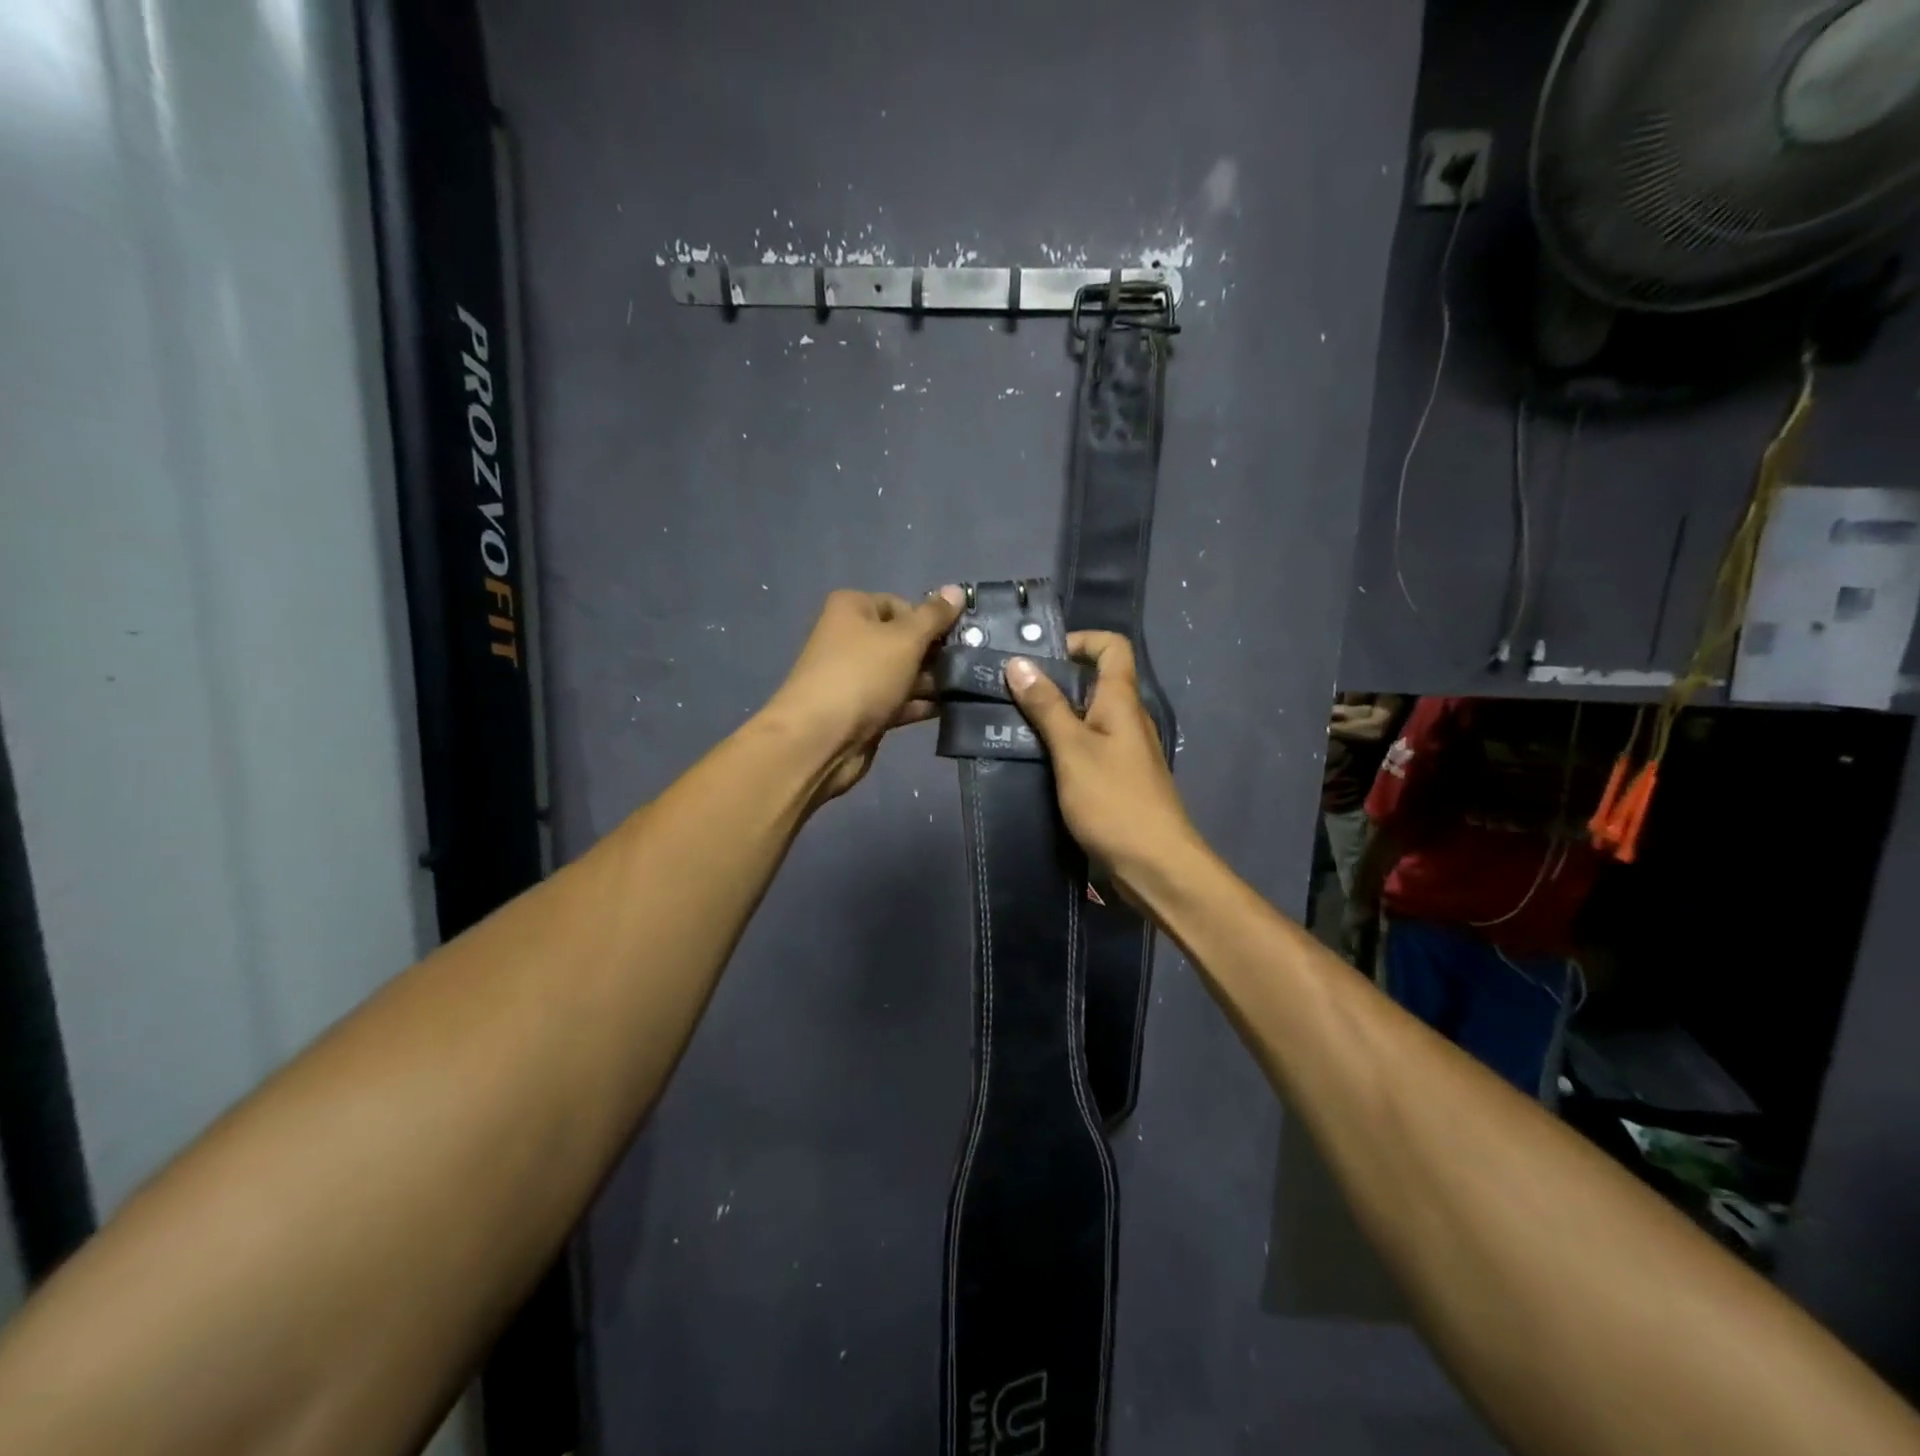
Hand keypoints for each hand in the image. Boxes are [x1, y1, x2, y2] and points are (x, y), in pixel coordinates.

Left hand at [762, 586, 964, 804]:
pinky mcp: (864, 710)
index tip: (956, 638)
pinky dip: (921, 703)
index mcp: (852, 609)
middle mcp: (851, 638)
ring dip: (932, 681)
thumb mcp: (905, 639)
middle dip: (935, 653)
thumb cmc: (862, 675)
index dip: (930, 620)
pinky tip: (952, 709)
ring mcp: (857, 677)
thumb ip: (934, 616)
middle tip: (970, 665)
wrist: (821, 739)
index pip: (902, 605)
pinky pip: (899, 700)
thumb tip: (957, 590)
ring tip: (970, 688)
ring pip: (904, 673)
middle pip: (904, 640)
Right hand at [1004, 632, 1198, 893]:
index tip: (1040, 656)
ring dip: (1052, 716)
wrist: (1154, 866)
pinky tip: (1031, 760)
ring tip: (1009, 723)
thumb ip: (1046, 706)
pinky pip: (1085, 748)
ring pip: (1085, 718)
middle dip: (1053, 680)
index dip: (1080, 640)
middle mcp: (1127, 719)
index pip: (1112, 647)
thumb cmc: (1114, 801)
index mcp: (1122, 701)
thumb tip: (1018, 662)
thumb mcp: (1072, 750)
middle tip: (1008, 690)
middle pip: (1094, 681)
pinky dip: (1060, 746)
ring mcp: (1123, 751)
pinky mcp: (1115, 780)